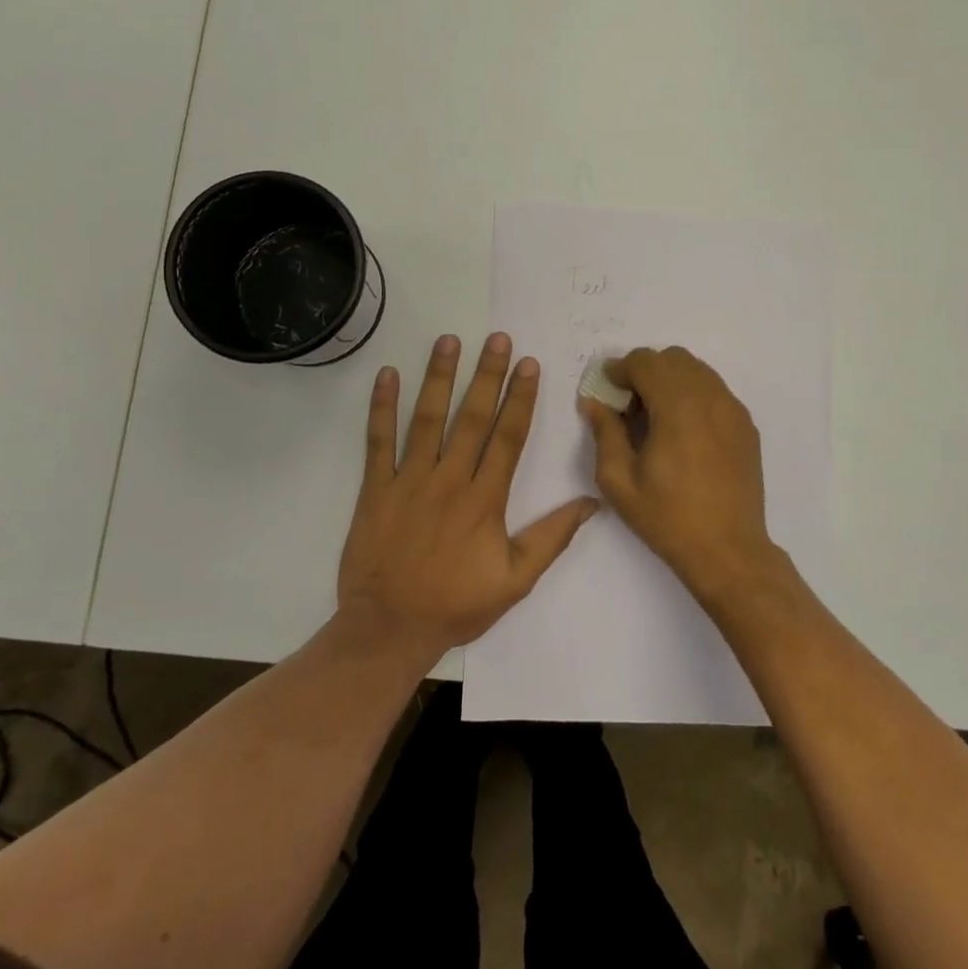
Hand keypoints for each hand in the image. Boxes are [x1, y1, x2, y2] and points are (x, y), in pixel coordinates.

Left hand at [337, 333, 597, 663]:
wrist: (388, 629)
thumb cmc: (455, 606)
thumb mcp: (515, 580)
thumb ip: (552, 538)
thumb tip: (592, 502)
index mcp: (485, 500)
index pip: (508, 437)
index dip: (520, 398)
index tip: (529, 365)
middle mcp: (449, 480)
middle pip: (472, 418)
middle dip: (487, 375)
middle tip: (497, 338)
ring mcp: (409, 481)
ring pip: (427, 419)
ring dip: (440, 377)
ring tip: (450, 340)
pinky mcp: (376, 489)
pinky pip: (378, 441)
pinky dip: (382, 407)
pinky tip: (389, 374)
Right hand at [580, 347, 795, 612]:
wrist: (728, 550)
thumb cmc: (667, 518)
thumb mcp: (619, 481)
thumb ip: (605, 432)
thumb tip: (594, 402)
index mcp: (678, 407)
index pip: (646, 362)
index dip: (621, 369)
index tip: (607, 389)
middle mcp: (710, 398)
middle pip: (673, 358)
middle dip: (645, 371)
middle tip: (629, 405)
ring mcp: (733, 410)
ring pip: (697, 370)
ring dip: (670, 380)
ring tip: (656, 417)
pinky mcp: (746, 425)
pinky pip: (715, 390)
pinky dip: (693, 394)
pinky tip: (682, 430)